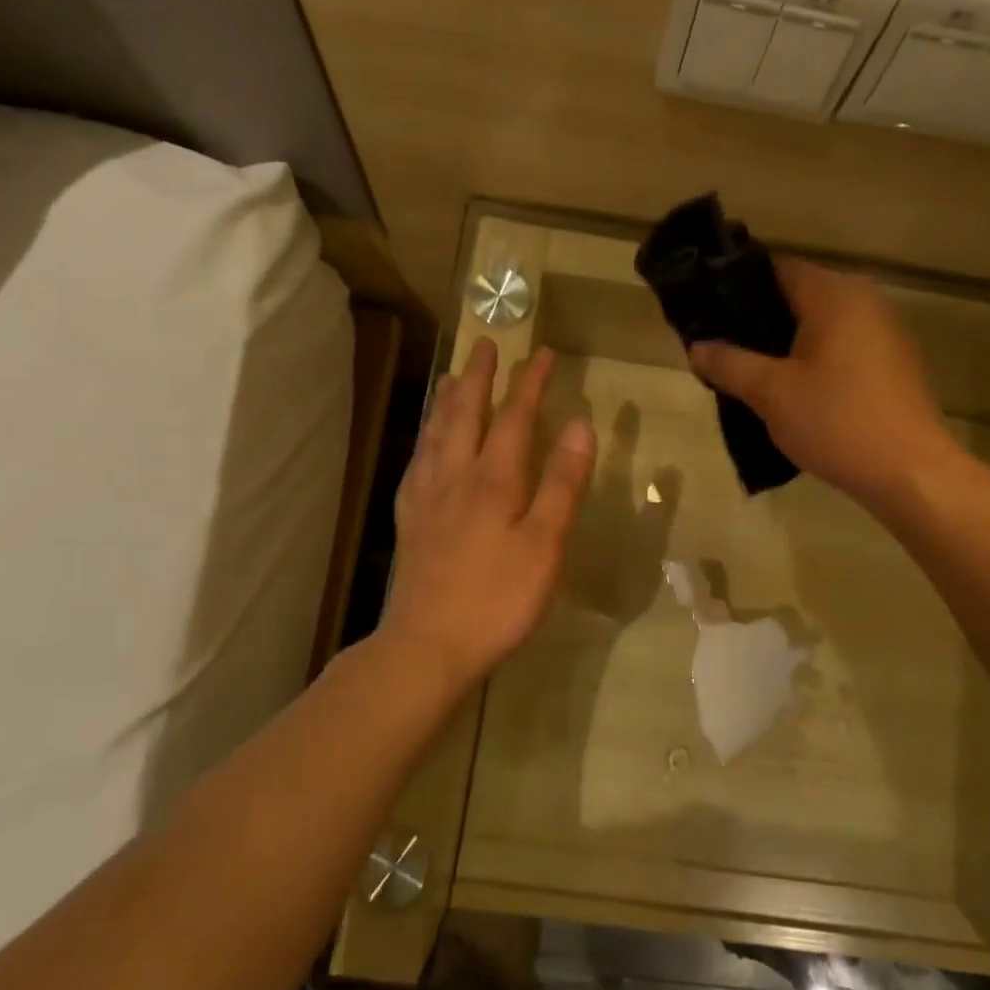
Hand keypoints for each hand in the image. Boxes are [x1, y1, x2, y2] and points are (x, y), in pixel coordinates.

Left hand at [380, 339, 596, 697]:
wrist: (428, 645)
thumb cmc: (498, 599)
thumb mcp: (545, 544)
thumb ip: (562, 484)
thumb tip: (580, 426)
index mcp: (494, 479)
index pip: (515, 416)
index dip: (530, 382)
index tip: (542, 352)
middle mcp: (455, 476)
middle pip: (467, 414)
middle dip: (480, 377)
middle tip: (485, 344)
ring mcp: (427, 498)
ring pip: (436, 435)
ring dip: (448, 401)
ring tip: (452, 377)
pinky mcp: (410, 522)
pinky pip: (417, 464)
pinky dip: (425, 440)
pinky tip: (426, 445)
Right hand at [690, 257, 959, 515]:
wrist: (909, 471)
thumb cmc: (836, 421)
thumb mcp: (770, 393)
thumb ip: (729, 364)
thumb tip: (696, 347)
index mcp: (834, 294)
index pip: (775, 269)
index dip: (737, 287)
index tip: (707, 313)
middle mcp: (864, 299)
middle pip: (798, 296)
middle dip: (758, 321)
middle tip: (722, 348)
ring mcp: (884, 331)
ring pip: (820, 325)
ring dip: (785, 344)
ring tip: (749, 372)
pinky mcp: (893, 362)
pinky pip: (841, 347)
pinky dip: (813, 360)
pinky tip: (792, 391)